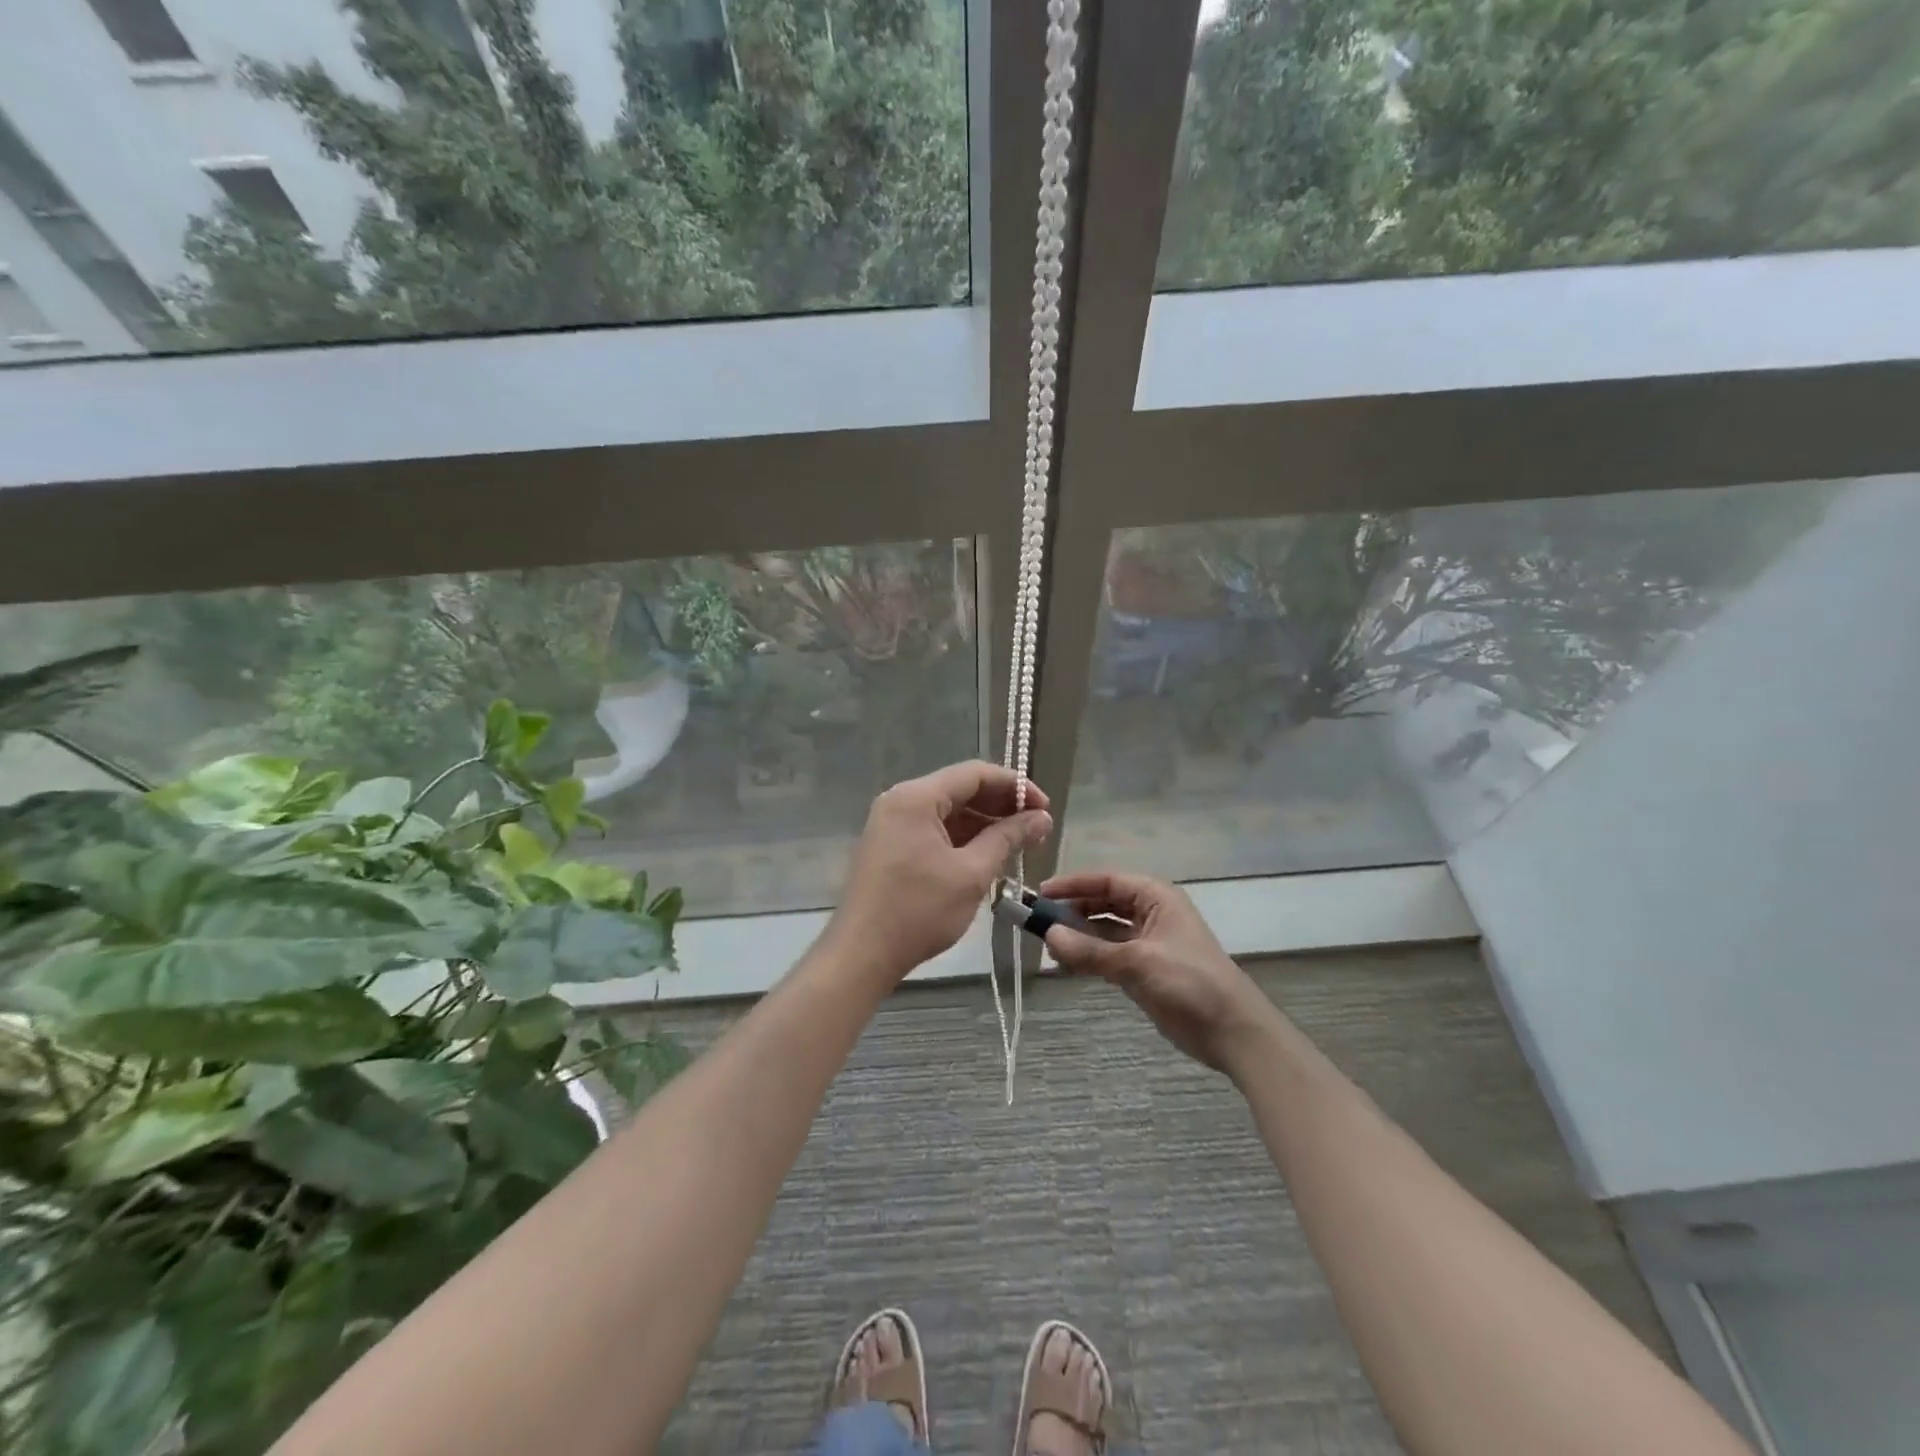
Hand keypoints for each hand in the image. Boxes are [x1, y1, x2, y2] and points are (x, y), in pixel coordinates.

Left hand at [829, 761, 1051, 984]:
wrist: (861, 955)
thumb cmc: (918, 911)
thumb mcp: (971, 874)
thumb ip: (1008, 839)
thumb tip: (1042, 818)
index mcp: (916, 798)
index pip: (974, 774)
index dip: (1015, 786)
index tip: (1045, 808)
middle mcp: (900, 801)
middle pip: (960, 789)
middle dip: (1001, 805)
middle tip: (1037, 828)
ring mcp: (891, 823)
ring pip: (947, 811)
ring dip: (983, 823)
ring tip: (1019, 843)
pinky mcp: (890, 846)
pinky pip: (933, 829)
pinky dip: (962, 838)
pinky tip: (988, 855)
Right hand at [1040, 869, 1272, 1071]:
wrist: (1233, 1031)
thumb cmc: (1190, 982)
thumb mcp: (1138, 962)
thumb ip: (1091, 950)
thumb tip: (1049, 935)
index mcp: (1156, 898)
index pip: (1107, 880)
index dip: (1074, 884)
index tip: (1041, 893)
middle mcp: (1150, 914)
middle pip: (1104, 903)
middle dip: (1073, 910)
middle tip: (1038, 921)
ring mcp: (1147, 943)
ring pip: (1104, 930)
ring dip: (1078, 935)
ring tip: (1047, 945)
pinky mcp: (1144, 970)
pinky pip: (1108, 955)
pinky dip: (1088, 957)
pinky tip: (1066, 963)